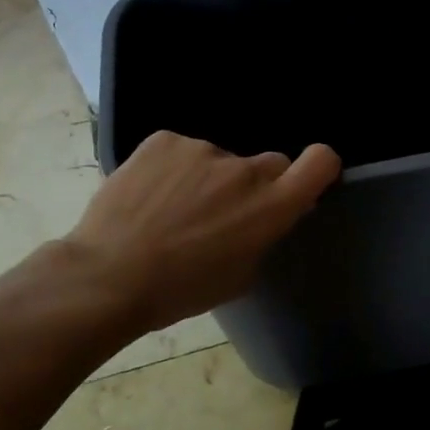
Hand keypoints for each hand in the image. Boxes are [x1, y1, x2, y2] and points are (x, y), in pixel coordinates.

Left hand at [62, 131, 341, 331]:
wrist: (109, 275)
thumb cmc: (180, 290)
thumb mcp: (239, 275)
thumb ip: (263, 236)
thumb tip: (270, 214)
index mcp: (270, 206)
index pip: (321, 162)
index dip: (319, 166)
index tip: (305, 179)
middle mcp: (244, 169)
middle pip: (268, 164)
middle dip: (254, 185)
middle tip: (221, 213)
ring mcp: (202, 148)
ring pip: (217, 160)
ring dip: (206, 179)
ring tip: (170, 212)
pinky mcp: (164, 139)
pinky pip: (180, 152)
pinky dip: (171, 170)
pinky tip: (148, 197)